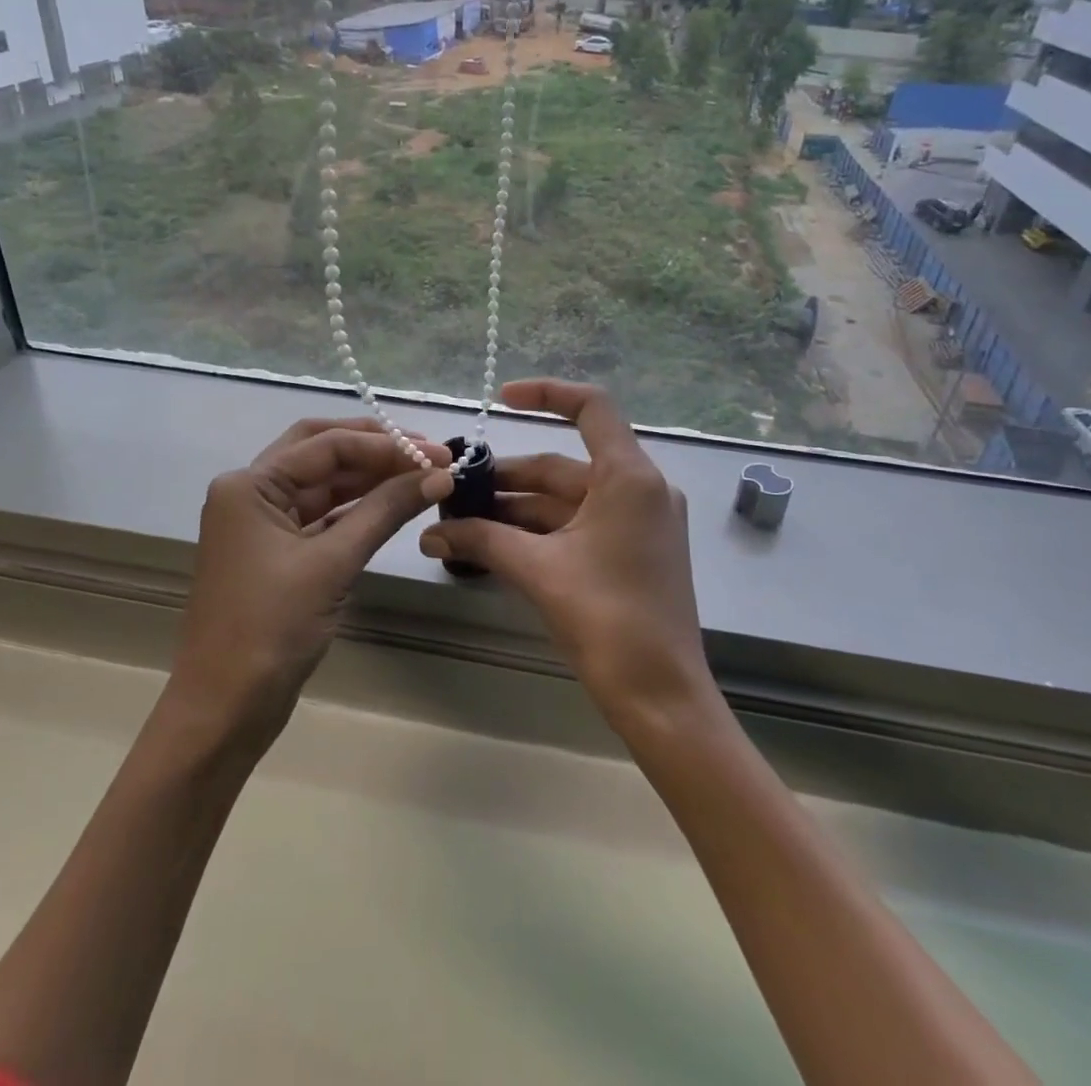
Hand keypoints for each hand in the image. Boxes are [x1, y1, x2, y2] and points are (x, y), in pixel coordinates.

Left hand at [170, 418, 452, 745]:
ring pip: (323, 484)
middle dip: (374, 447)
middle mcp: (252, 493)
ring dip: (370, 478)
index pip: (327, 445)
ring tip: (422, 475)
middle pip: (320, 451)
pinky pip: (323, 517)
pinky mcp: (279, 553)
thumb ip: (385, 511)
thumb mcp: (332, 564)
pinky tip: (394, 505)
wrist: (224, 709)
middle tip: (428, 453)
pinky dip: (358, 509)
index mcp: (250, 485)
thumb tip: (440, 474)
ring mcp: (264, 524)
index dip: (386, 444)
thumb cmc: (270, 629)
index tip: (439, 453)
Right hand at [418, 380, 714, 732]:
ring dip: (516, 509)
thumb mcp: (538, 571)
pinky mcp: (631, 551)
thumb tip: (429, 533)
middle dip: (507, 478)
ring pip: (566, 500)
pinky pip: (578, 525)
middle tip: (455, 488)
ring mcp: (638, 522)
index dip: (546, 393)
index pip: (592, 408)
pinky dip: (538, 531)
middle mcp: (640, 490)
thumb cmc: (607, 620)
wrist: (661, 697)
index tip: (501, 400)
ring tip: (461, 521)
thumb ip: (481, 541)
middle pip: (564, 465)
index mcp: (629, 478)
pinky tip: (494, 543)